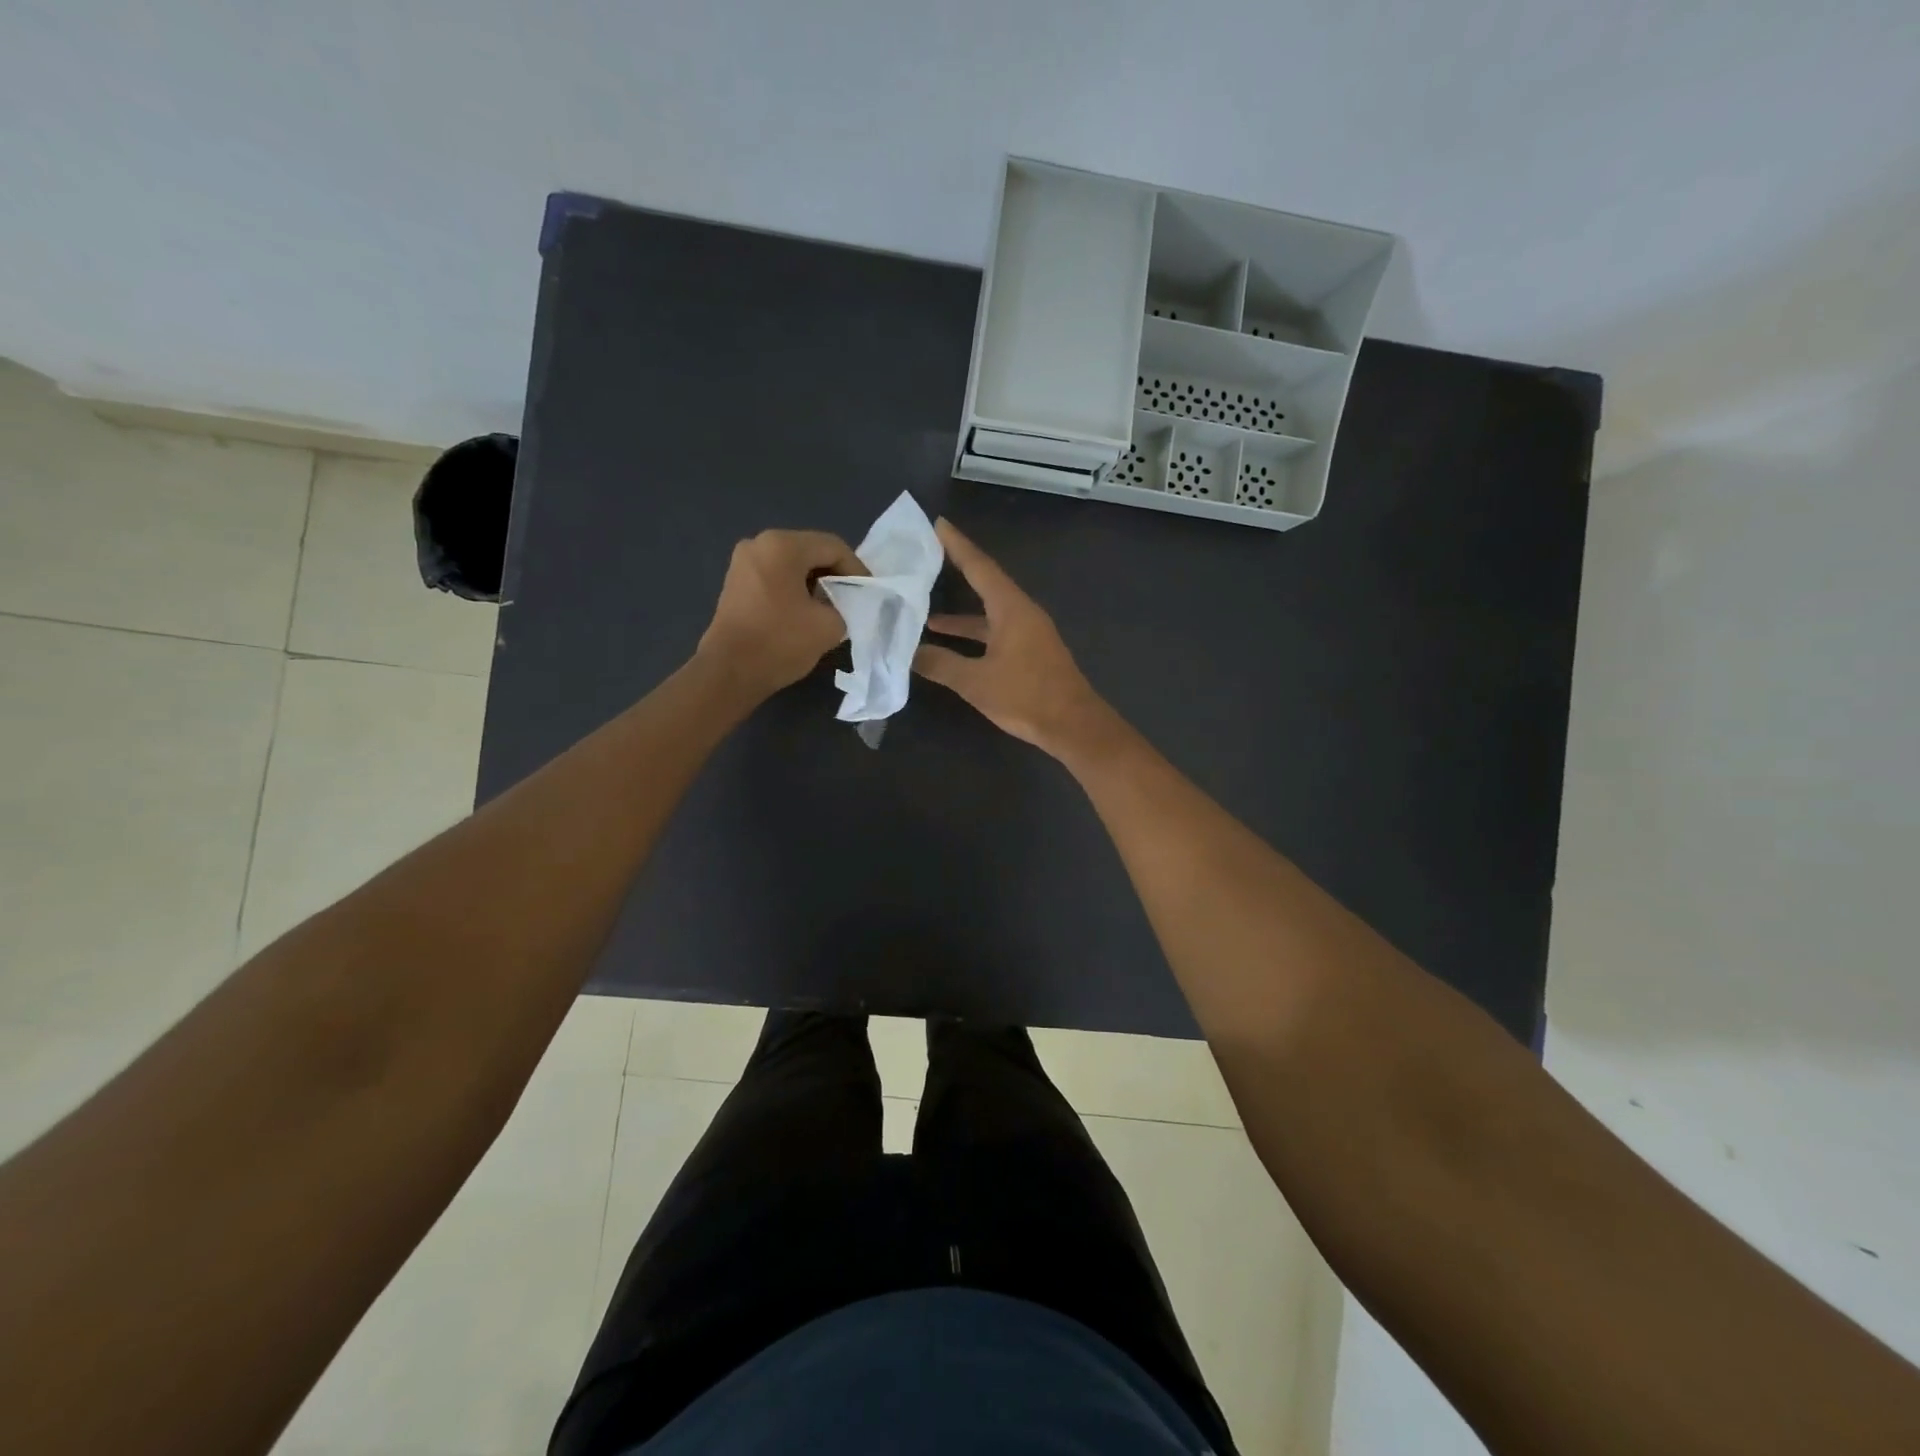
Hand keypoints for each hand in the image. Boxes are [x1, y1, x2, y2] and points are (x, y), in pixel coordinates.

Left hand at [697, 529, 863, 700]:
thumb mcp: (829, 625)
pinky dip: (795, 588)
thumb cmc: (780, 642)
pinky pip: (776, 575)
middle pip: (811, 551)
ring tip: (833, 607)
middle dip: (836, 574)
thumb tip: (843, 604)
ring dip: (816, 582)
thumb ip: (847, 606)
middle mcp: (759, 543)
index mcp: (783, 545)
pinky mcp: (736, 582)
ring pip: (793, 563)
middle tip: (854, 599)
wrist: (729, 672)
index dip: (857, 569)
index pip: (833, 547)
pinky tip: (806, 611)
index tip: (869, 593)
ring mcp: (743, 562)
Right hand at [912, 519, 1111, 756]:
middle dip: (956, 572)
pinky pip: (996, 632)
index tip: (937, 524)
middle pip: (985, 585)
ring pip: (989, 615)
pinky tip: (954, 648)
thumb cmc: (1026, 697)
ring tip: (925, 615)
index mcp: (1011, 608)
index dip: (957, 545)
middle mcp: (1022, 613)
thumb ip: (941, 664)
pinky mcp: (1031, 653)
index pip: (979, 567)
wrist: (1073, 725)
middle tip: (927, 560)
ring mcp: (1029, 633)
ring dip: (960, 616)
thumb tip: (909, 653)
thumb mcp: (976, 681)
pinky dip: (974, 636)